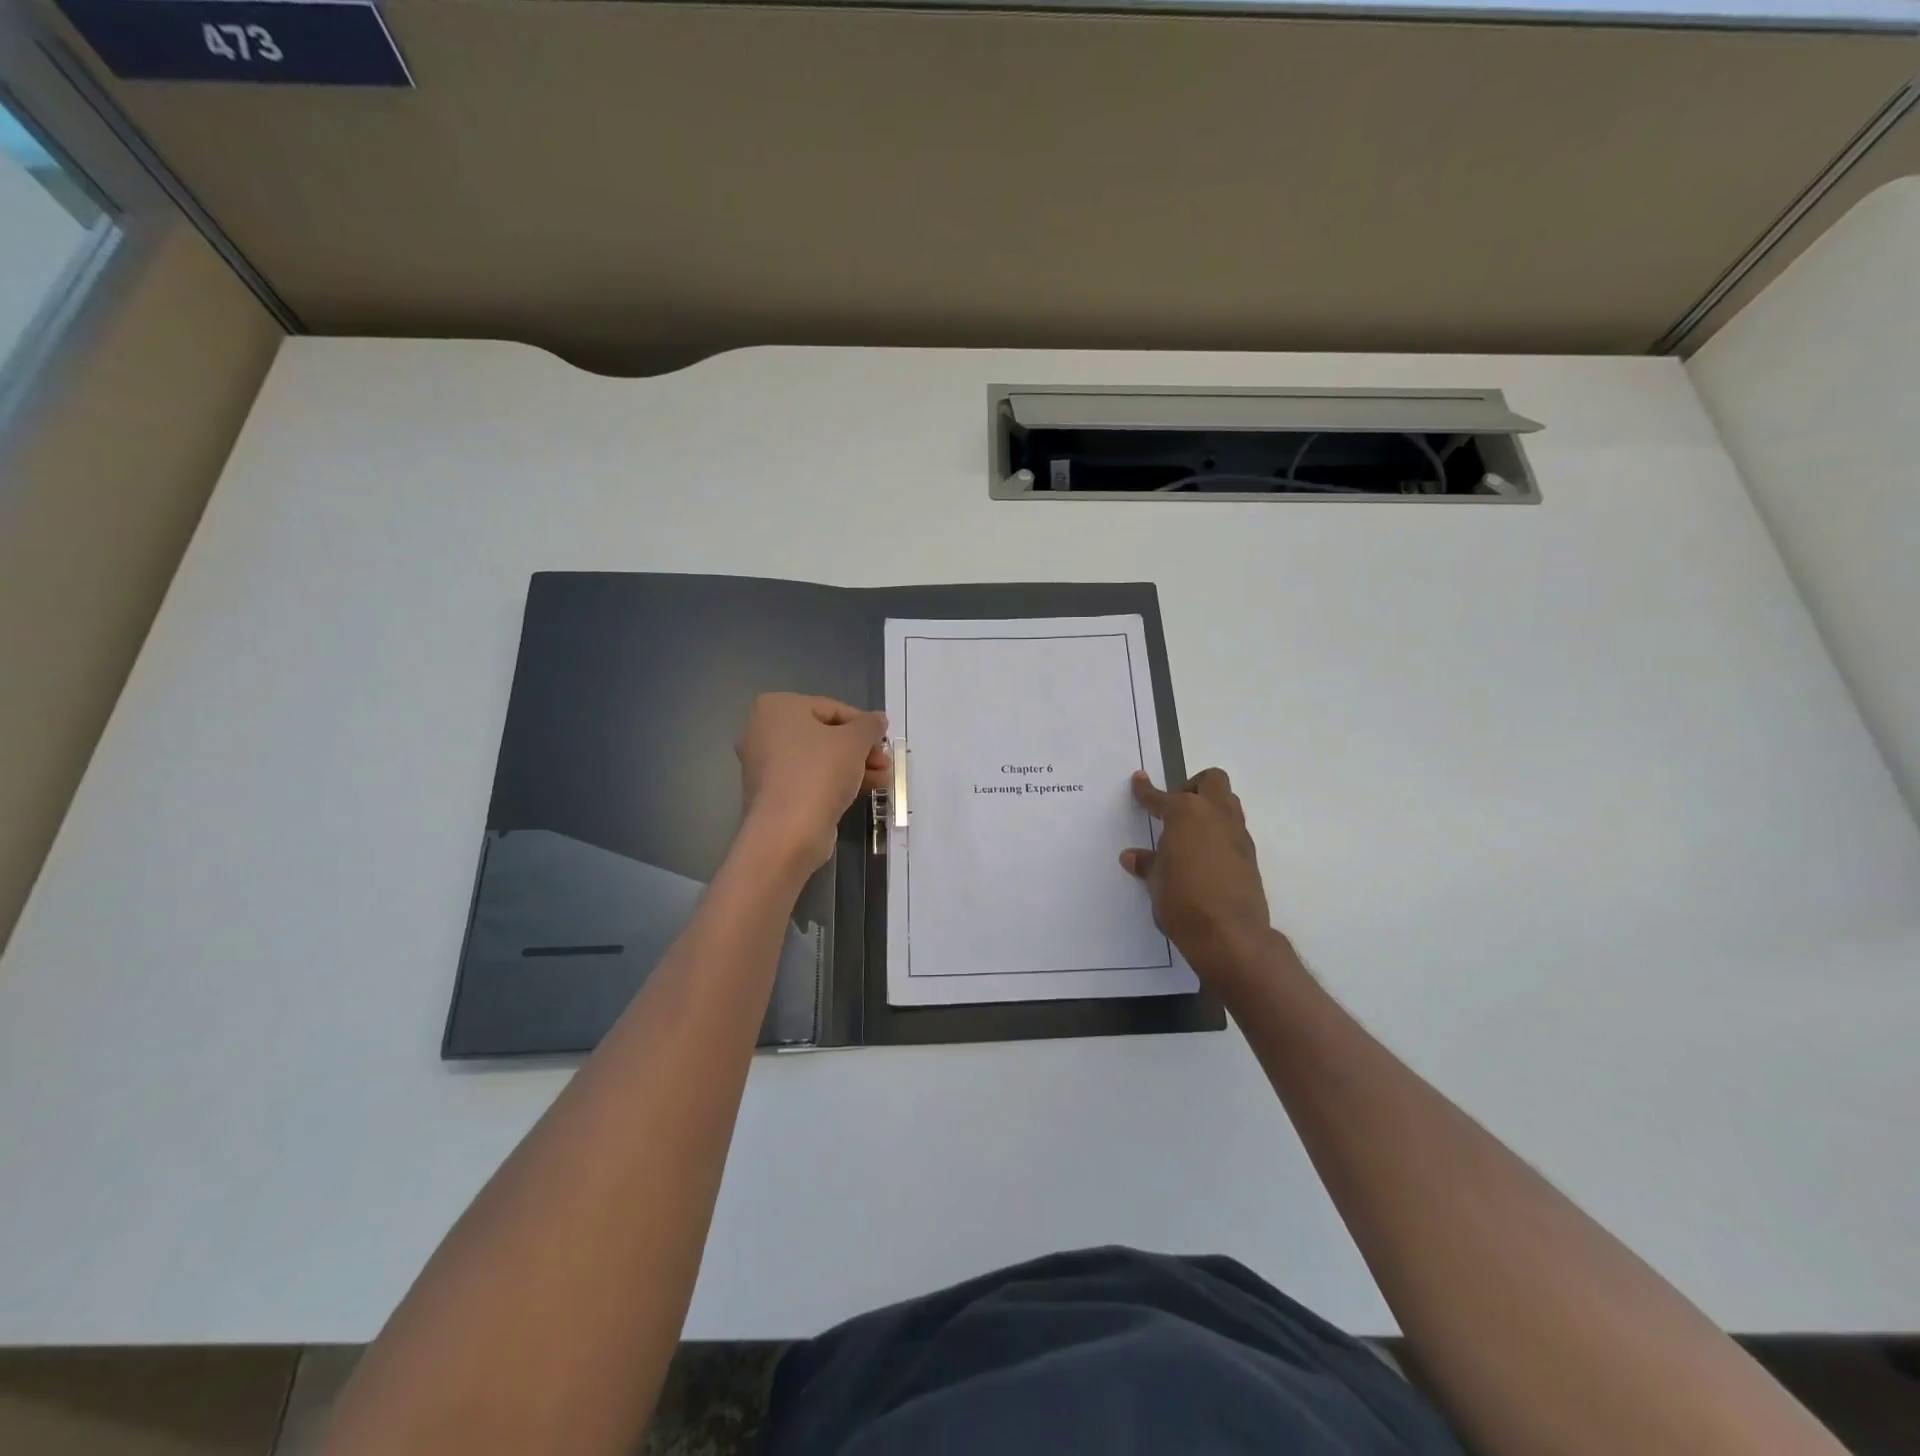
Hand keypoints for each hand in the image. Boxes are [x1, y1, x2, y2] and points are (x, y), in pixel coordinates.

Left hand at [735, 693, 889, 870]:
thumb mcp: (855, 741)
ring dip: (854, 766)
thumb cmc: (819, 772)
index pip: (831, 708)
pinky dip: (835, 782)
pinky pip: (809, 779)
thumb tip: (878, 720)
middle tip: (885, 762)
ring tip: (883, 780)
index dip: (863, 724)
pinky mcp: (772, 793)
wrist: (788, 832)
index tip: (884, 741)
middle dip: (860, 749)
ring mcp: (765, 765)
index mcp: (777, 707)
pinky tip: (864, 790)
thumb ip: (869, 726)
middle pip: (824, 734)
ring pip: (819, 759)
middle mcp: (763, 731)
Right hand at [1122, 768, 1277, 989]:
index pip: (1161, 797)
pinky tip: (1203, 857)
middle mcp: (1216, 815)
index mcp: (1186, 814)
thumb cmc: (1182, 901)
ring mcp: (1237, 835)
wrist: (1230, 935)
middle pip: (1211, 781)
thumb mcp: (1156, 882)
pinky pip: (1233, 831)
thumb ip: (1147, 864)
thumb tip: (1133, 857)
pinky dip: (1218, 835)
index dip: (1146, 791)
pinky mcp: (1250, 857)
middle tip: (1175, 809)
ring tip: (1189, 833)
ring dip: (1210, 809)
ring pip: (1228, 803)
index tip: (1139, 781)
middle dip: (1193, 787)